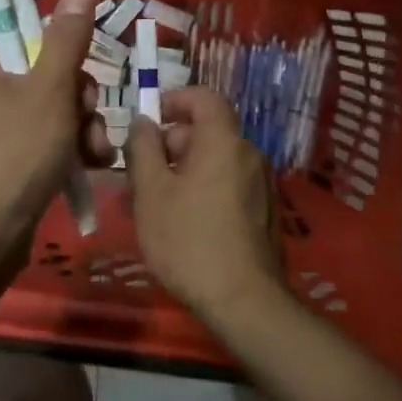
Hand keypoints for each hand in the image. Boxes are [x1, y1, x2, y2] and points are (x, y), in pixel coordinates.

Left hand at [0, 0, 107, 281]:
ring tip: (97, 145)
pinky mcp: (4, 151)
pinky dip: (68, 141)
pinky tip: (93, 161)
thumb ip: (67, 38)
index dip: (52, 29)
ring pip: (48, 99)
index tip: (81, 47)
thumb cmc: (14, 152)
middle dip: (76, 87)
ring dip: (81, 119)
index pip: (13, 20)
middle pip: (38, 61)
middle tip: (89, 108)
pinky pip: (42, 129)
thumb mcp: (49, 90)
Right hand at [125, 88, 283, 324]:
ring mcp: (260, 185)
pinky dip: (201, 190)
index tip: (149, 120)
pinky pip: (226, 185)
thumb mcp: (150, 192)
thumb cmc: (188, 240)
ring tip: (150, 205)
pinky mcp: (263, 213)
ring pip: (212, 163)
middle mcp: (248, 155)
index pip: (203, 97)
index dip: (174, 100)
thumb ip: (143, 148)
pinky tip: (179, 223)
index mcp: (223, 141)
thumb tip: (143, 122)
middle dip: (169, 146)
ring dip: (180, 173)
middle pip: (205, 132)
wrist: (244, 302)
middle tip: (137, 176)